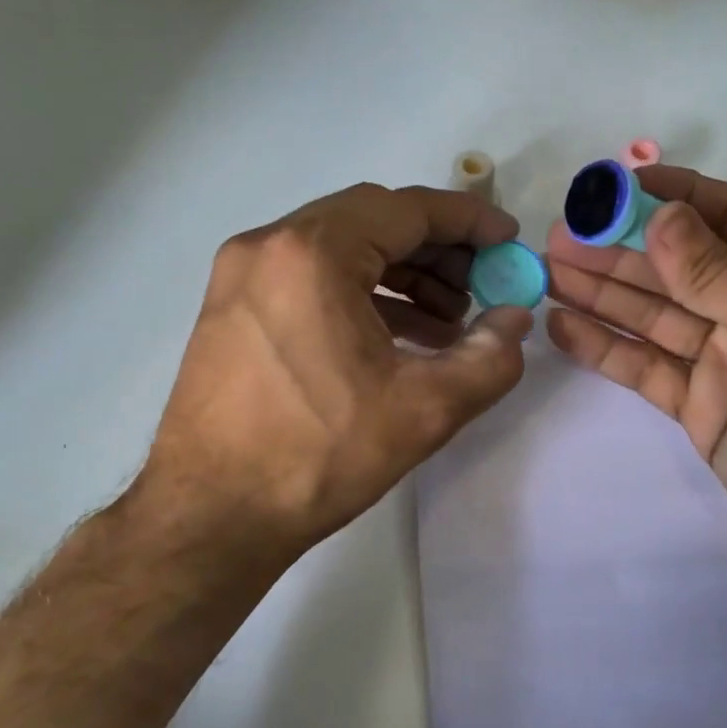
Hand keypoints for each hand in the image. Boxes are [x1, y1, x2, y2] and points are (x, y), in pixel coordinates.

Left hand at [132, 183, 532, 582]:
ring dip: (401, 274)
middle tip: (482, 285)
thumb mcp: (424, 409)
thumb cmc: (317, 457)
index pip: (407, 209)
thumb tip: (515, 319)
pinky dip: (361, 295)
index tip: (507, 241)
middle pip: (372, 222)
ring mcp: (242, 275)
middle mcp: (269, 245)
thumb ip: (489, 357)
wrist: (211, 517)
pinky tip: (400, 337)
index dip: (468, 221)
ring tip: (449, 322)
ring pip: (341, 249)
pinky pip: (311, 279)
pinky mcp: (232, 307)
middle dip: (437, 249)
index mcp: (311, 253)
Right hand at [545, 165, 726, 589]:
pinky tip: (562, 327)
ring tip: (547, 271)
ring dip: (602, 292)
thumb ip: (714, 270)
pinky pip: (645, 366)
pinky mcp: (698, 404)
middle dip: (620, 248)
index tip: (613, 187)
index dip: (671, 197)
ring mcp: (724, 358)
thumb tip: (658, 214)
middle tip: (559, 235)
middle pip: (677, 266)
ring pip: (653, 314)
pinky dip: (604, 347)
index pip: (726, 215)